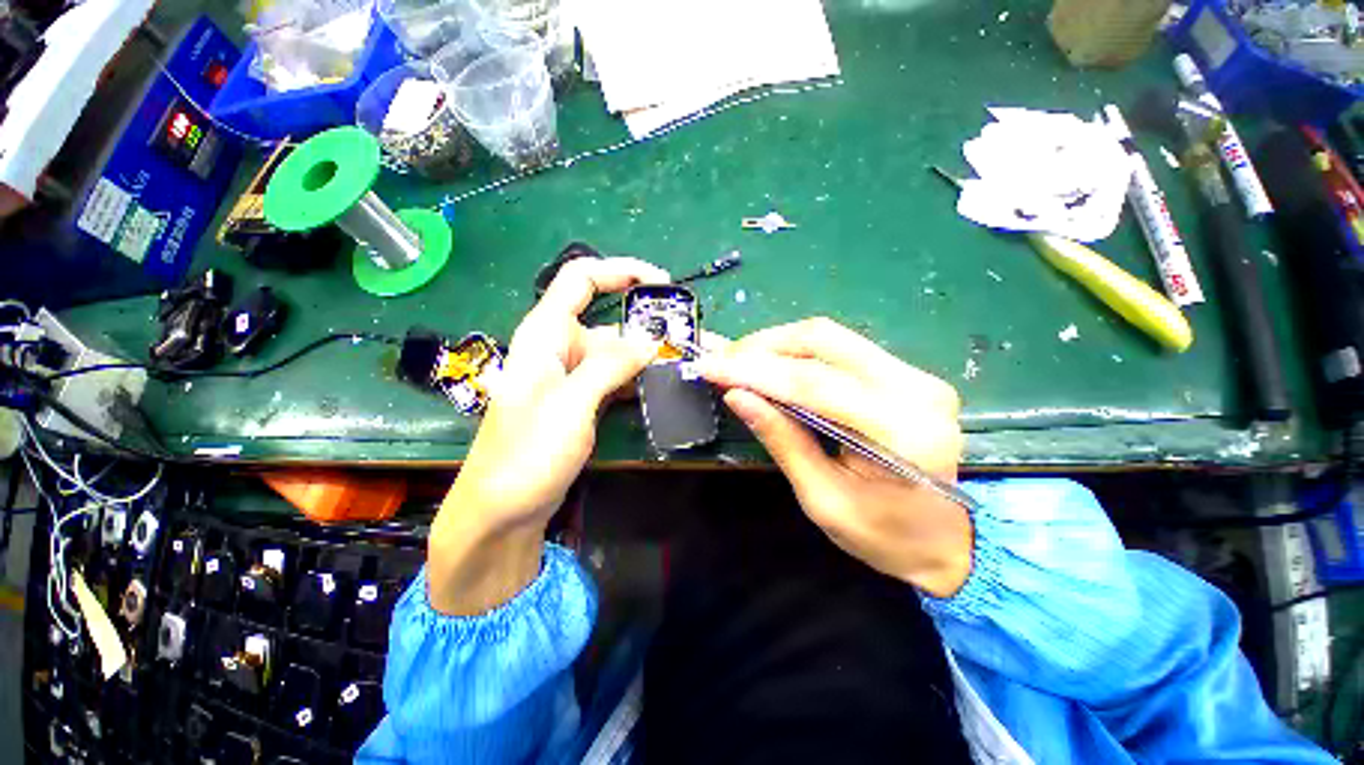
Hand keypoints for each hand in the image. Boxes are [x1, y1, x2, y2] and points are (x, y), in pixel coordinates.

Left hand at [428, 257, 667, 614]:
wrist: (503, 509)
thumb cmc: (526, 453)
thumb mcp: (571, 404)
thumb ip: (610, 366)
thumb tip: (651, 340)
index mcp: (545, 333)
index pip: (581, 279)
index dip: (621, 271)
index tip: (661, 282)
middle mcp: (559, 347)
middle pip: (607, 320)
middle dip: (645, 325)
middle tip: (686, 338)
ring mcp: (571, 376)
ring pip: (615, 352)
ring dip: (646, 356)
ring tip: (682, 363)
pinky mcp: (581, 400)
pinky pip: (614, 378)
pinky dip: (636, 378)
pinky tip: (659, 386)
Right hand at [695, 318, 972, 597]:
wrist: (949, 543)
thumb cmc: (886, 537)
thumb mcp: (823, 499)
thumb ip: (782, 440)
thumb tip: (737, 395)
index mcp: (901, 430)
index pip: (812, 383)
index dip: (753, 371)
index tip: (710, 366)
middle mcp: (915, 388)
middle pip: (824, 341)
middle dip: (762, 346)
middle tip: (722, 359)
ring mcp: (915, 375)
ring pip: (831, 337)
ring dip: (777, 345)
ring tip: (738, 360)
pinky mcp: (905, 374)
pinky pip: (840, 349)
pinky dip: (798, 352)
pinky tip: (771, 364)